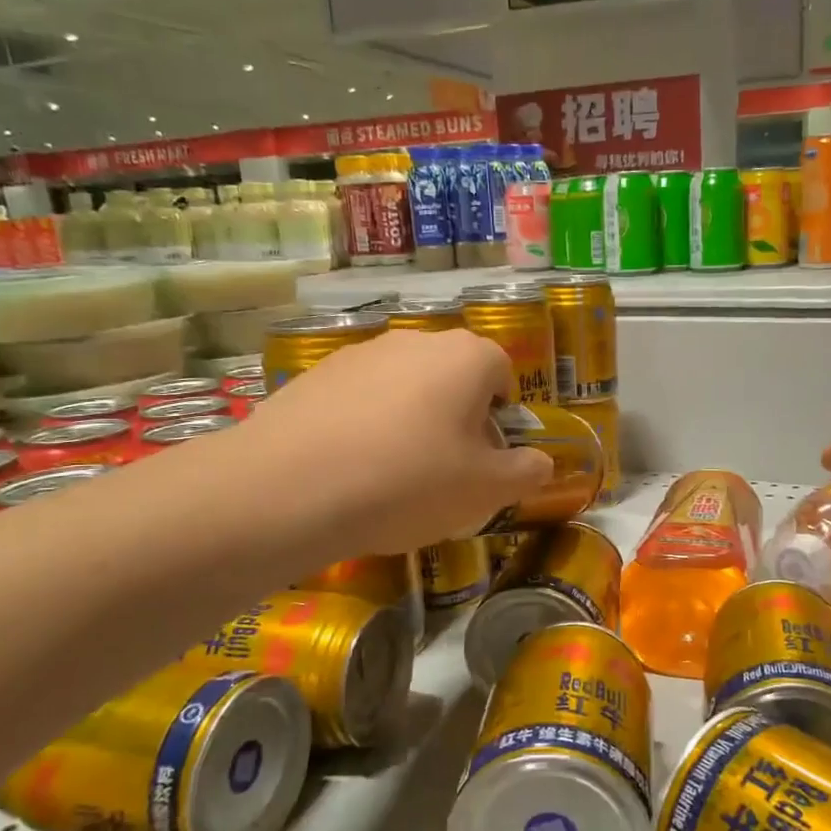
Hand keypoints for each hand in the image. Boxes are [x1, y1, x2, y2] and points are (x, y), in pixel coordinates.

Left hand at [243, 329, 553, 557]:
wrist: (290, 489)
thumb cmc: (409, 482)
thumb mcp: (486, 490)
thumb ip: (526, 472)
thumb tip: (541, 462)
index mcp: (466, 357)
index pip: (503, 373)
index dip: (501, 417)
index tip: (485, 457)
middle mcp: (415, 340)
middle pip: (453, 377)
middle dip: (457, 417)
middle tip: (444, 470)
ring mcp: (360, 353)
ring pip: (404, 387)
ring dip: (410, 420)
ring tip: (391, 475)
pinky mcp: (314, 374)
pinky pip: (358, 399)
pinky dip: (364, 426)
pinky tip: (349, 469)